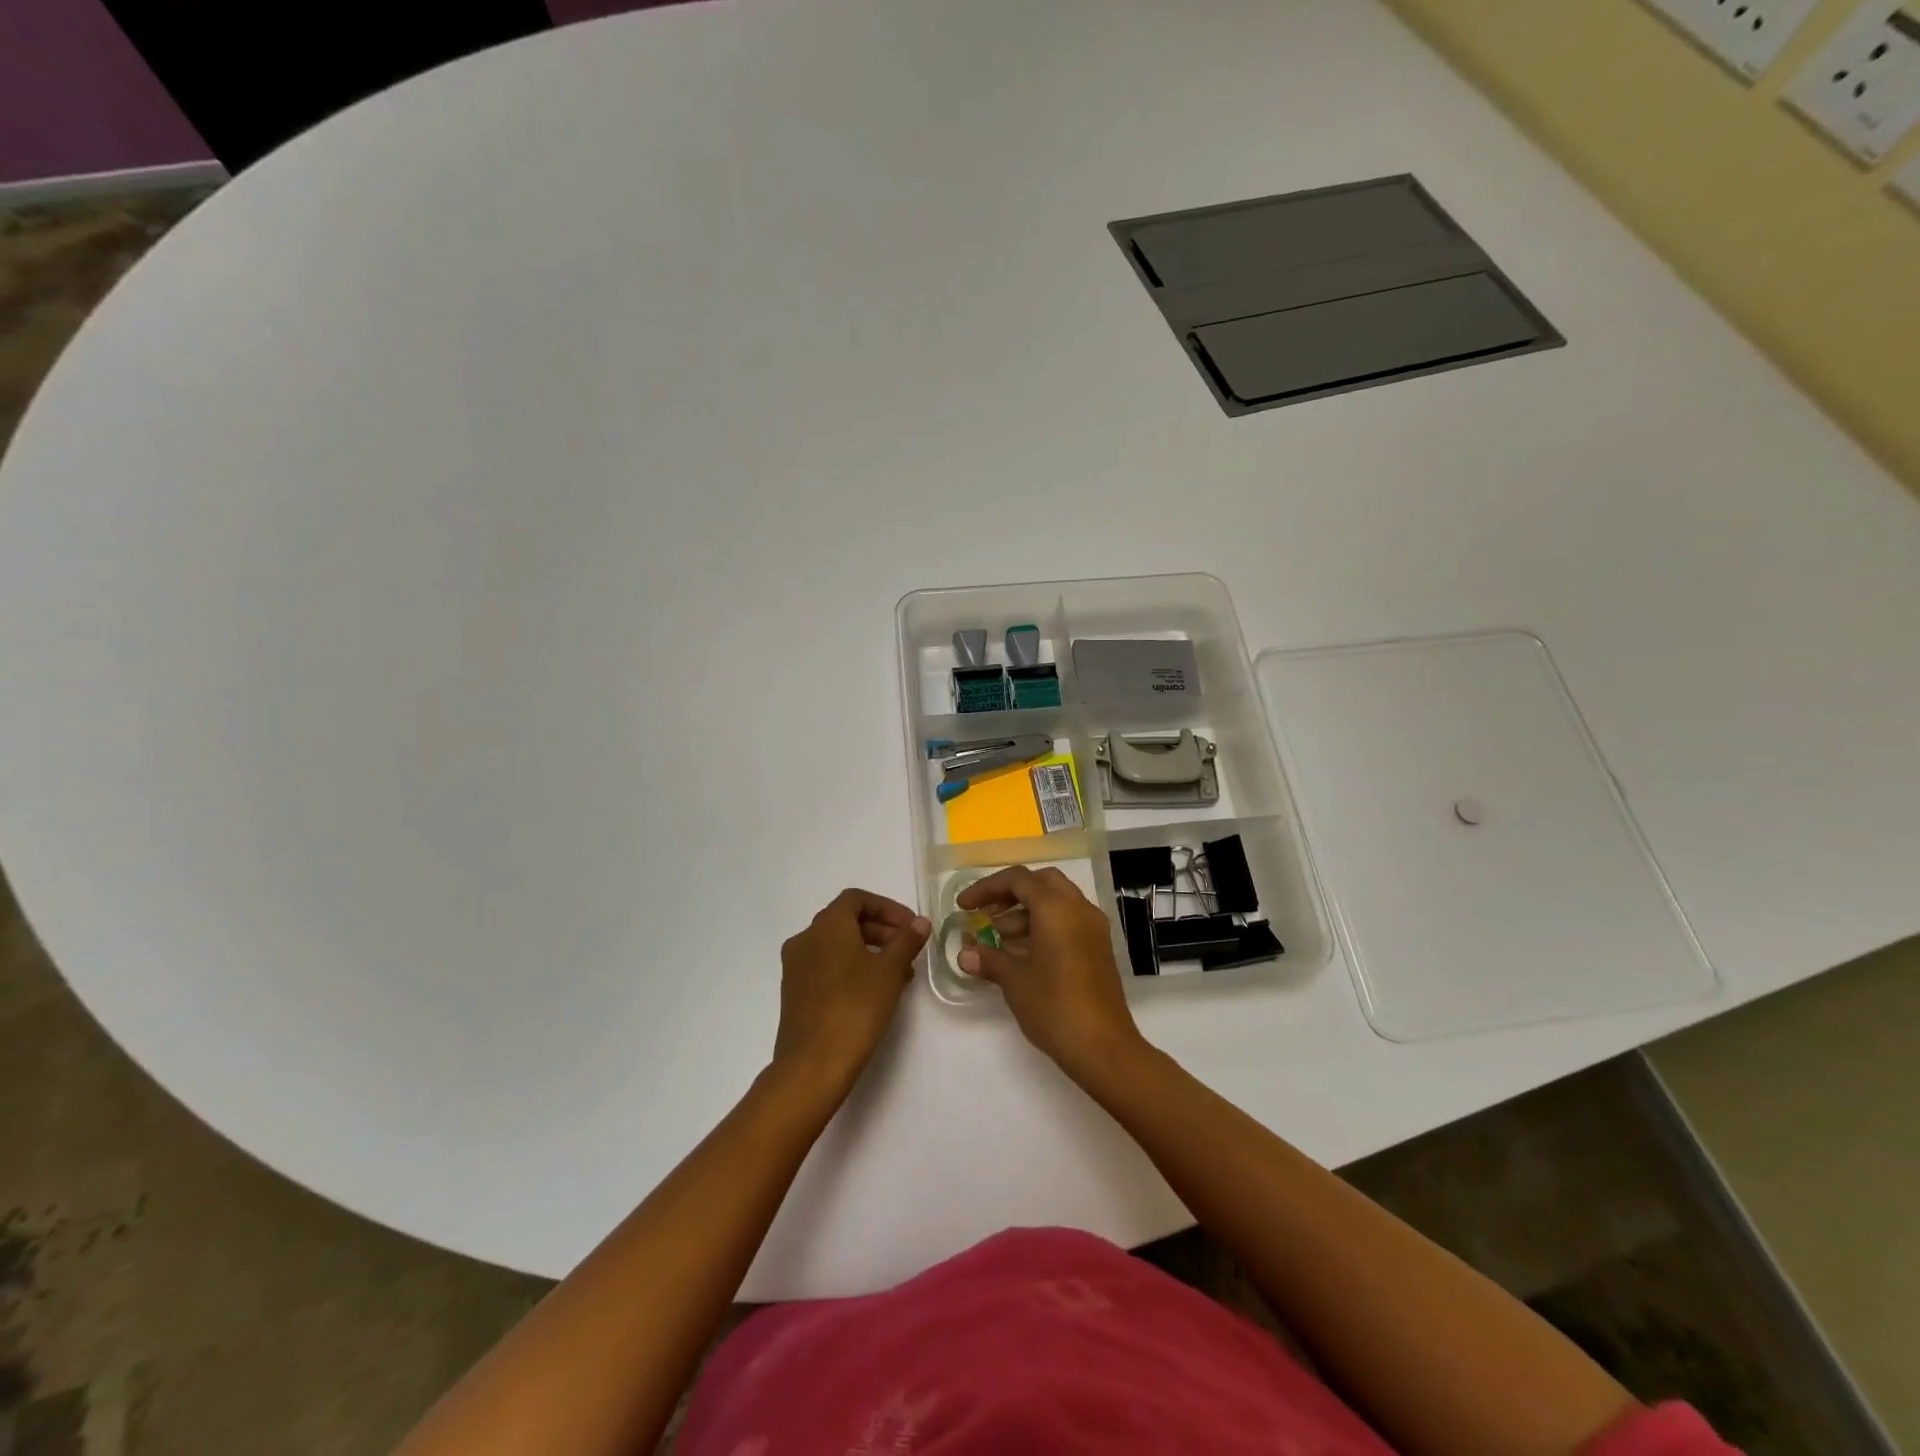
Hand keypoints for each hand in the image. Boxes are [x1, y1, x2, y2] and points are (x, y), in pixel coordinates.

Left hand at [772, 889, 930, 1095]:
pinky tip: (875, 992)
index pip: (857, 899)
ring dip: (870, 951)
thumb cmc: (855, 1008)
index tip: (911, 927)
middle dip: (882, 931)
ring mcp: (796, 967)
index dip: (888, 908)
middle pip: (847, 921)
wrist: (812, 1066)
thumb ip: (906, 940)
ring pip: (838, 946)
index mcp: (826, 926)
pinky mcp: (794, 993)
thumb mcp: (889, 971)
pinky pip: (827, 967)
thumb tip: (920, 922)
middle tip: (909, 950)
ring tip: (900, 975)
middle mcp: (805, 939)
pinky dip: (852, 968)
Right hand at [956, 866, 1145, 1077]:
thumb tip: (965, 955)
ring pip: (1056, 902)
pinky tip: (1022, 953)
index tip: (963, 906)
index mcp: (1057, 908)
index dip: (986, 888)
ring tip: (997, 939)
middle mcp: (1079, 909)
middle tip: (986, 913)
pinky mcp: (1098, 948)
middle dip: (1010, 894)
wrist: (1103, 1048)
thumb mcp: (1014, 981)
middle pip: (1041, 883)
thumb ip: (989, 960)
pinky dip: (1043, 926)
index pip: (1018, 880)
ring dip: (1025, 913)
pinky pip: (1068, 922)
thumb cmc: (1054, 1007)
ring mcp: (1093, 928)